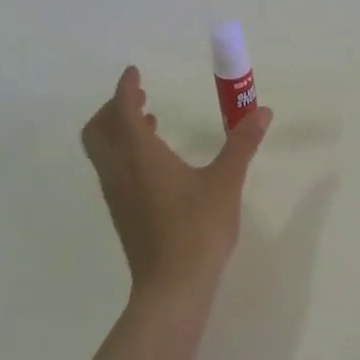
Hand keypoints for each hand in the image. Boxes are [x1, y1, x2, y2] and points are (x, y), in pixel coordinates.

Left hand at [80, 66, 272, 304]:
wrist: (172, 287)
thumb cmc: (198, 229)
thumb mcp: (226, 182)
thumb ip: (241, 143)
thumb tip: (261, 111)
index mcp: (140, 156)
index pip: (123, 110)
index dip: (126, 88)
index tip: (135, 72)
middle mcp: (120, 171)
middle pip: (98, 130)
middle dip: (113, 108)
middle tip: (139, 97)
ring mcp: (117, 195)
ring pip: (103, 152)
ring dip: (118, 130)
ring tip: (149, 122)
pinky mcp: (123, 214)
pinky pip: (113, 170)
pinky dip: (124, 152)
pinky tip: (156, 162)